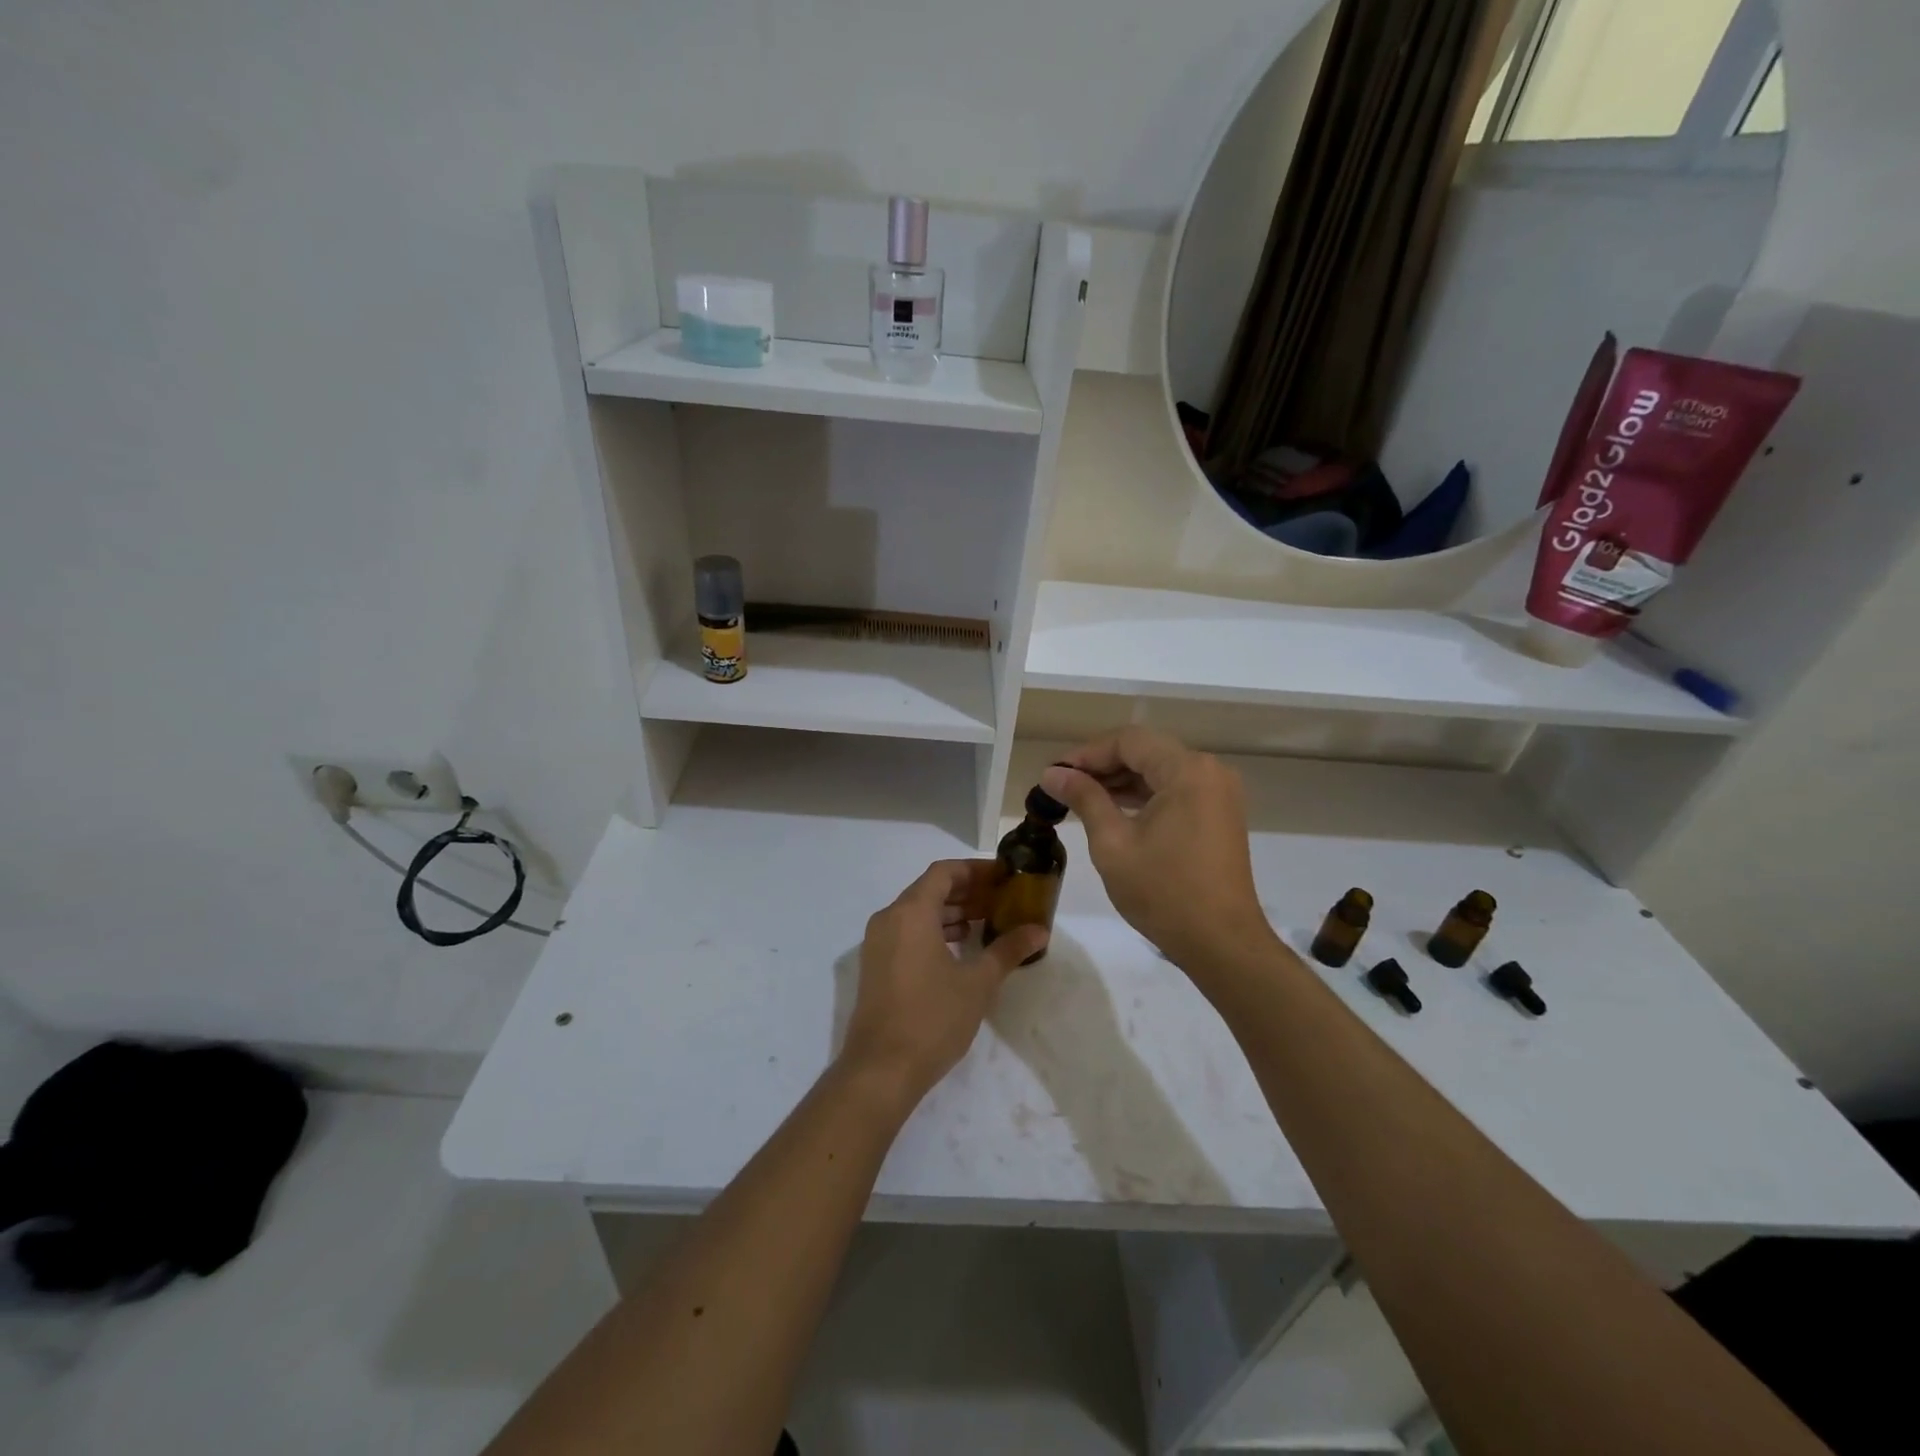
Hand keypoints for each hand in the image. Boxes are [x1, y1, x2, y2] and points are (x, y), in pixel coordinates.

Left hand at [839, 860, 1047, 1108]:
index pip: (944, 872)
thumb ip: (1008, 950)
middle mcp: (889, 918)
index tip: (1004, 877)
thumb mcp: (977, 983)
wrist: (881, 1070)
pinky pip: (907, 932)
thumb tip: (1039, 930)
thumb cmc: (932, 1018)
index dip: (975, 870)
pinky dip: (933, 931)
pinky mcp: (876, 966)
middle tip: (1001, 900)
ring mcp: (877, 943)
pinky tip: (960, 949)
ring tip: (986, 922)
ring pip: (917, 912)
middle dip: (966, 891)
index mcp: (911, 912)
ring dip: (951, 912)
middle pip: (930, 889)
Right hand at [1040, 727, 1271, 970]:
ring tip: (1081, 798)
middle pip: (1147, 751)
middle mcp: (1209, 771)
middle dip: (1103, 765)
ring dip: (1122, 781)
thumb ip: (1084, 798)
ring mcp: (1219, 793)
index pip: (1129, 741)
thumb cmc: (1164, 892)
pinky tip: (1114, 811)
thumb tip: (1052, 773)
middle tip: (1064, 786)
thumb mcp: (1113, 843)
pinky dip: (1144, 796)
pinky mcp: (1220, 815)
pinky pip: (1176, 790)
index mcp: (1187, 771)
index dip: (1087, 753)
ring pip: (1160, 771)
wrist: (1221, 943)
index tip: (1055, 774)